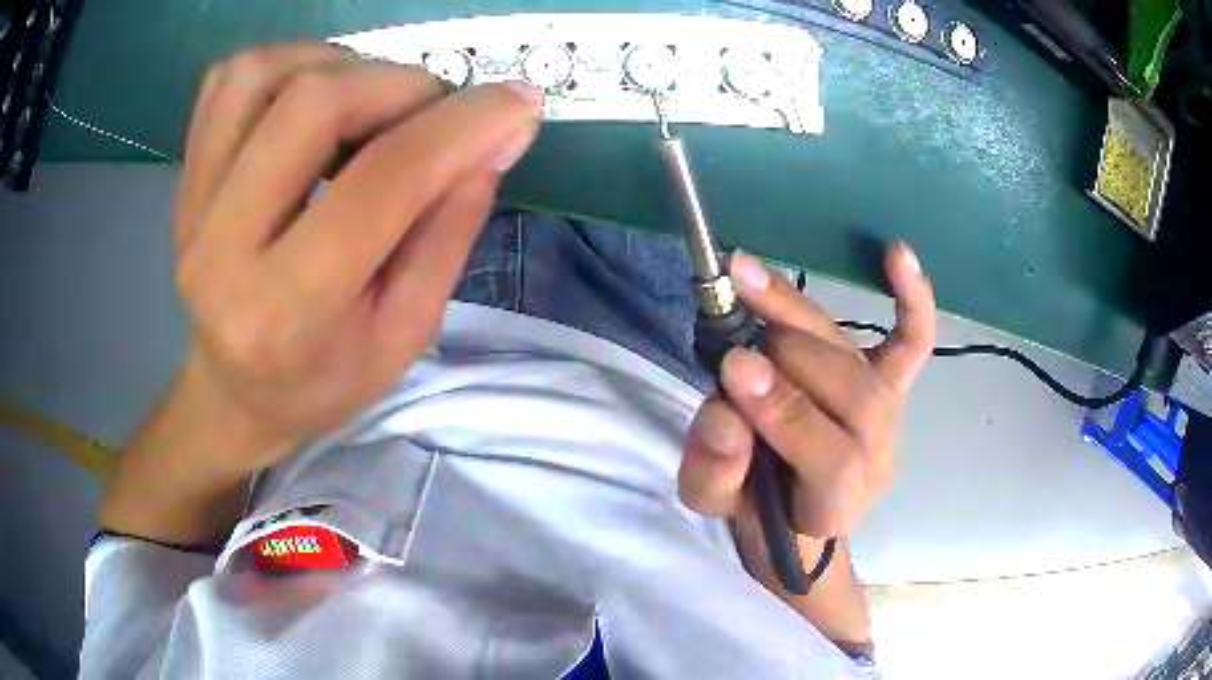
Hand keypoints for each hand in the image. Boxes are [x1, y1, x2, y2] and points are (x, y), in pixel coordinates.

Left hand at [173, 43, 543, 471]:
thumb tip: (501, 133)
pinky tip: (314, 97)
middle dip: (400, 87)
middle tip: (432, 115)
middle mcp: (222, 246)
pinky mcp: (184, 175)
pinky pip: (230, 79)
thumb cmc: (326, 378)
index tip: (517, 103)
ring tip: (369, 105)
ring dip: (340, 67)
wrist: (236, 392)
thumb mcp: (406, 330)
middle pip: (314, 103)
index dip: (461, 126)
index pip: (381, 182)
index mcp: (288, 309)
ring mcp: (191, 203)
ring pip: (264, 74)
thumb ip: (450, 228)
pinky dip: (288, 64)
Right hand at [678, 244, 935, 538]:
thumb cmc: (754, 506)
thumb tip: (725, 408)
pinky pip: (912, 340)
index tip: (734, 369)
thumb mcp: (713, 502)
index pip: (831, 460)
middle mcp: (876, 453)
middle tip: (733, 337)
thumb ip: (715, 468)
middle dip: (787, 358)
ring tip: (749, 281)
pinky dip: (912, 298)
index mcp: (834, 502)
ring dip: (800, 317)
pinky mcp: (892, 382)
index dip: (787, 413)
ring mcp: (889, 412)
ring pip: (859, 359)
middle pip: (853, 395)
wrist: (795, 506)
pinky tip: (897, 253)